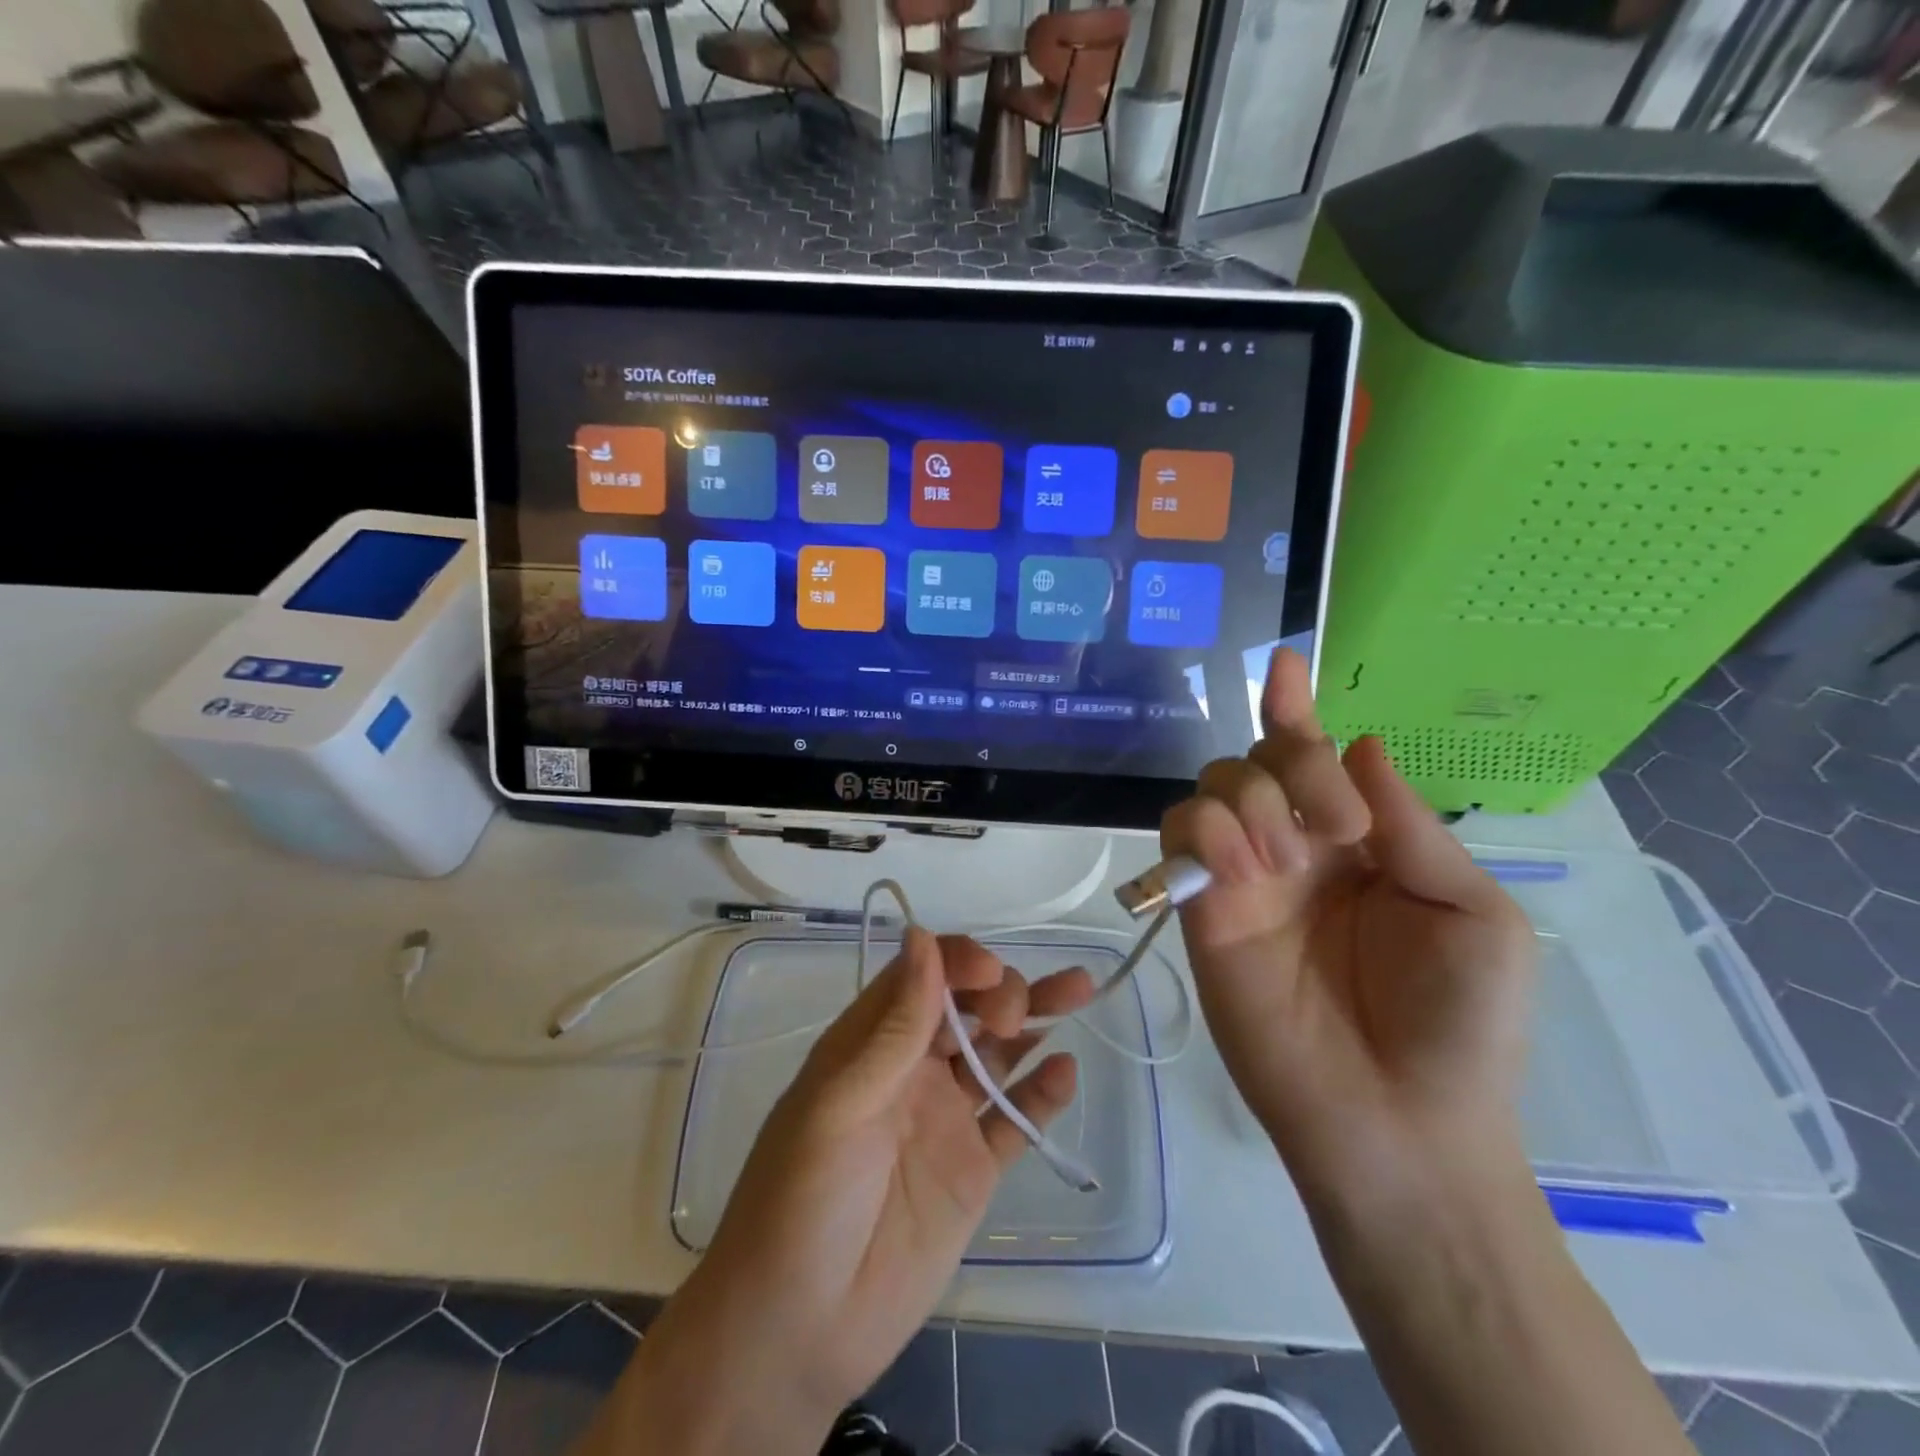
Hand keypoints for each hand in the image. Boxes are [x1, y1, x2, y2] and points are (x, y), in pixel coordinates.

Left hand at [595, 931, 1093, 1455]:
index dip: (958, 961)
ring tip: (1080, 990)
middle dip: (1000, 990)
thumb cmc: (801, 1201)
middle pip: (968, 1007)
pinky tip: (1065, 1070)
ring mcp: (945, 1117)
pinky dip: (1042, 1092)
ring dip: (1036, 1019)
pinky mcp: (974, 1168)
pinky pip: (1015, 1118)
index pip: (922, 976)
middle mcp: (912, 1068)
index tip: (990, 973)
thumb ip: (891, 1029)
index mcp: (870, 1043)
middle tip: (1014, 1013)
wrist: (800, 1331)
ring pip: (999, 1052)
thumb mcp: (837, 1105)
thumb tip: (924, 938)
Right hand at [1161, 648, 1536, 1213]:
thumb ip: (1413, 828)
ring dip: (1249, 800)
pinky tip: (1245, 869)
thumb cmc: (1459, 1023)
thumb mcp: (1471, 915)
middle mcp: (1295, 848)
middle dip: (1291, 767)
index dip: (1295, 709)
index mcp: (1359, 842)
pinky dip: (1206, 831)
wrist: (1400, 1122)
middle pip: (1258, 760)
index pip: (1315, 759)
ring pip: (1213, 787)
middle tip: (1337, 831)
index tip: (1285, 664)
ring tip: (1286, 861)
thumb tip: (1359, 744)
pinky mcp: (1203, 909)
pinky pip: (1182, 836)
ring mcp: (1244, 878)